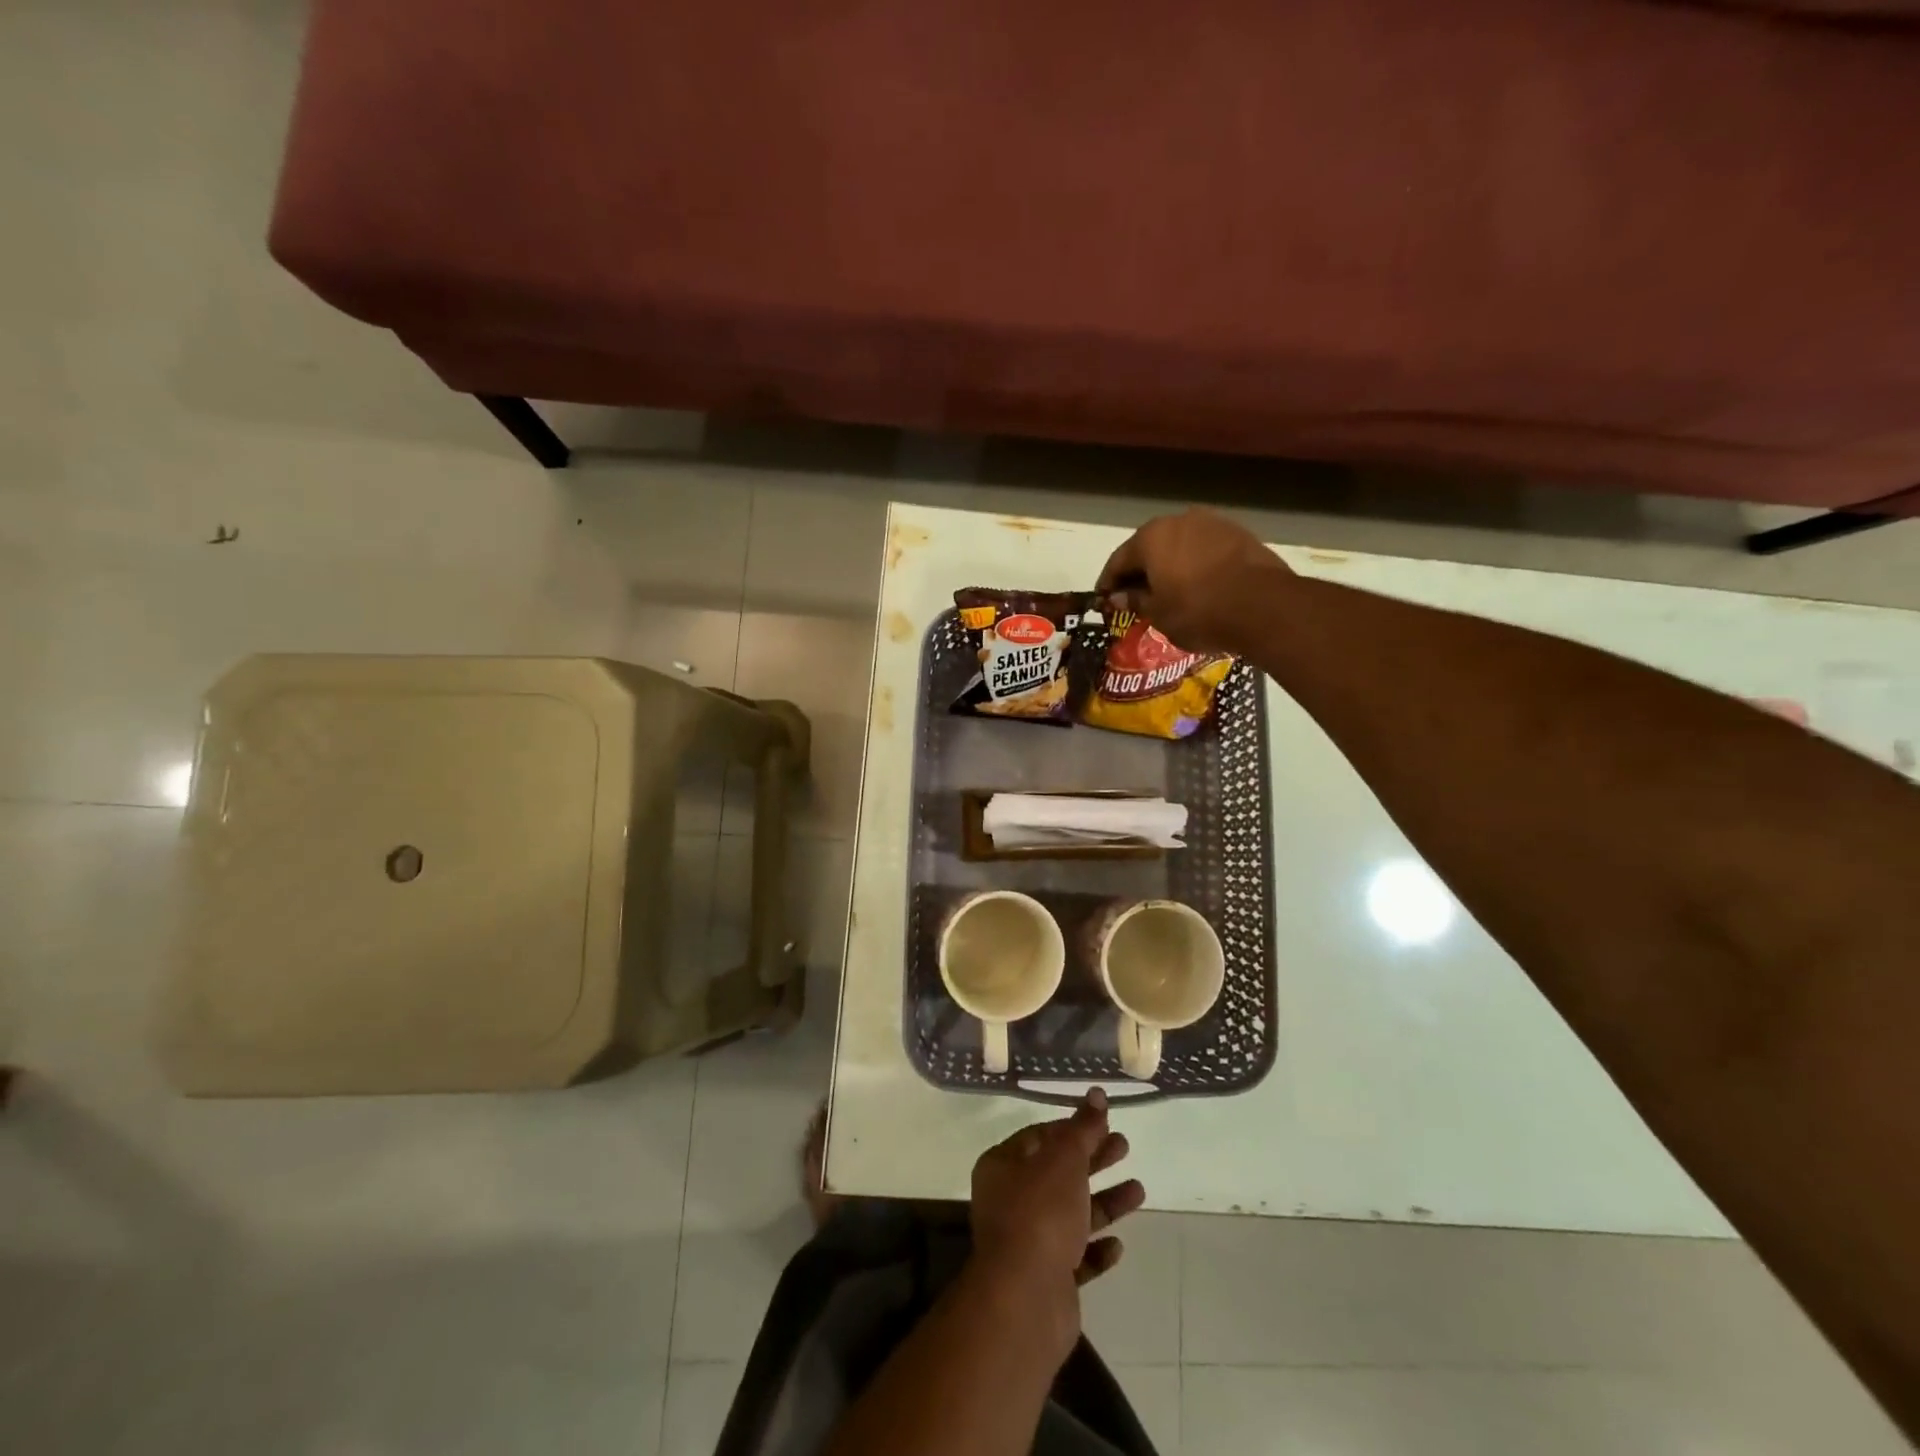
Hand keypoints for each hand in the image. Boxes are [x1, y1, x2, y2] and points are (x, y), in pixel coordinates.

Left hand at [970, 1089, 1145, 1288]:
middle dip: (1093, 1160)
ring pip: (1070, 1215)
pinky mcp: (1046, 1280)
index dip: (1071, 1129)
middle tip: (1125, 1146)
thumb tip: (1096, 1092)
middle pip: (1058, 1173)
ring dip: (1104, 1203)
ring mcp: (1028, 1243)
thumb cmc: (1040, 1213)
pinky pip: (1075, 1258)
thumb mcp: (1065, 1160)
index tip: (1102, 1123)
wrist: (1025, 1300)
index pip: (1039, 1137)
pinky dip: (1095, 1249)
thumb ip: (1083, 1128)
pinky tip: (1118, 1244)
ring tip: (1139, 1191)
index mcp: (1003, 1166)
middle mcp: (1010, 1201)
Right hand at [1097, 508, 1293, 653]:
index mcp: (1150, 537)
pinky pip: (1204, 549)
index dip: (1107, 582)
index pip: (1118, 560)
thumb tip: (1118, 596)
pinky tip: (1197, 585)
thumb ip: (1135, 600)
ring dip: (1169, 565)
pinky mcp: (1238, 533)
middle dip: (1139, 571)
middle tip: (1134, 596)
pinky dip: (1194, 565)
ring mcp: (1212, 523)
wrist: (1263, 606)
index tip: (1103, 599)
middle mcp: (1178, 521)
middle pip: (1149, 547)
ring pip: (1179, 545)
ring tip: (1168, 592)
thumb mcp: (1158, 614)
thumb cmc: (1198, 612)